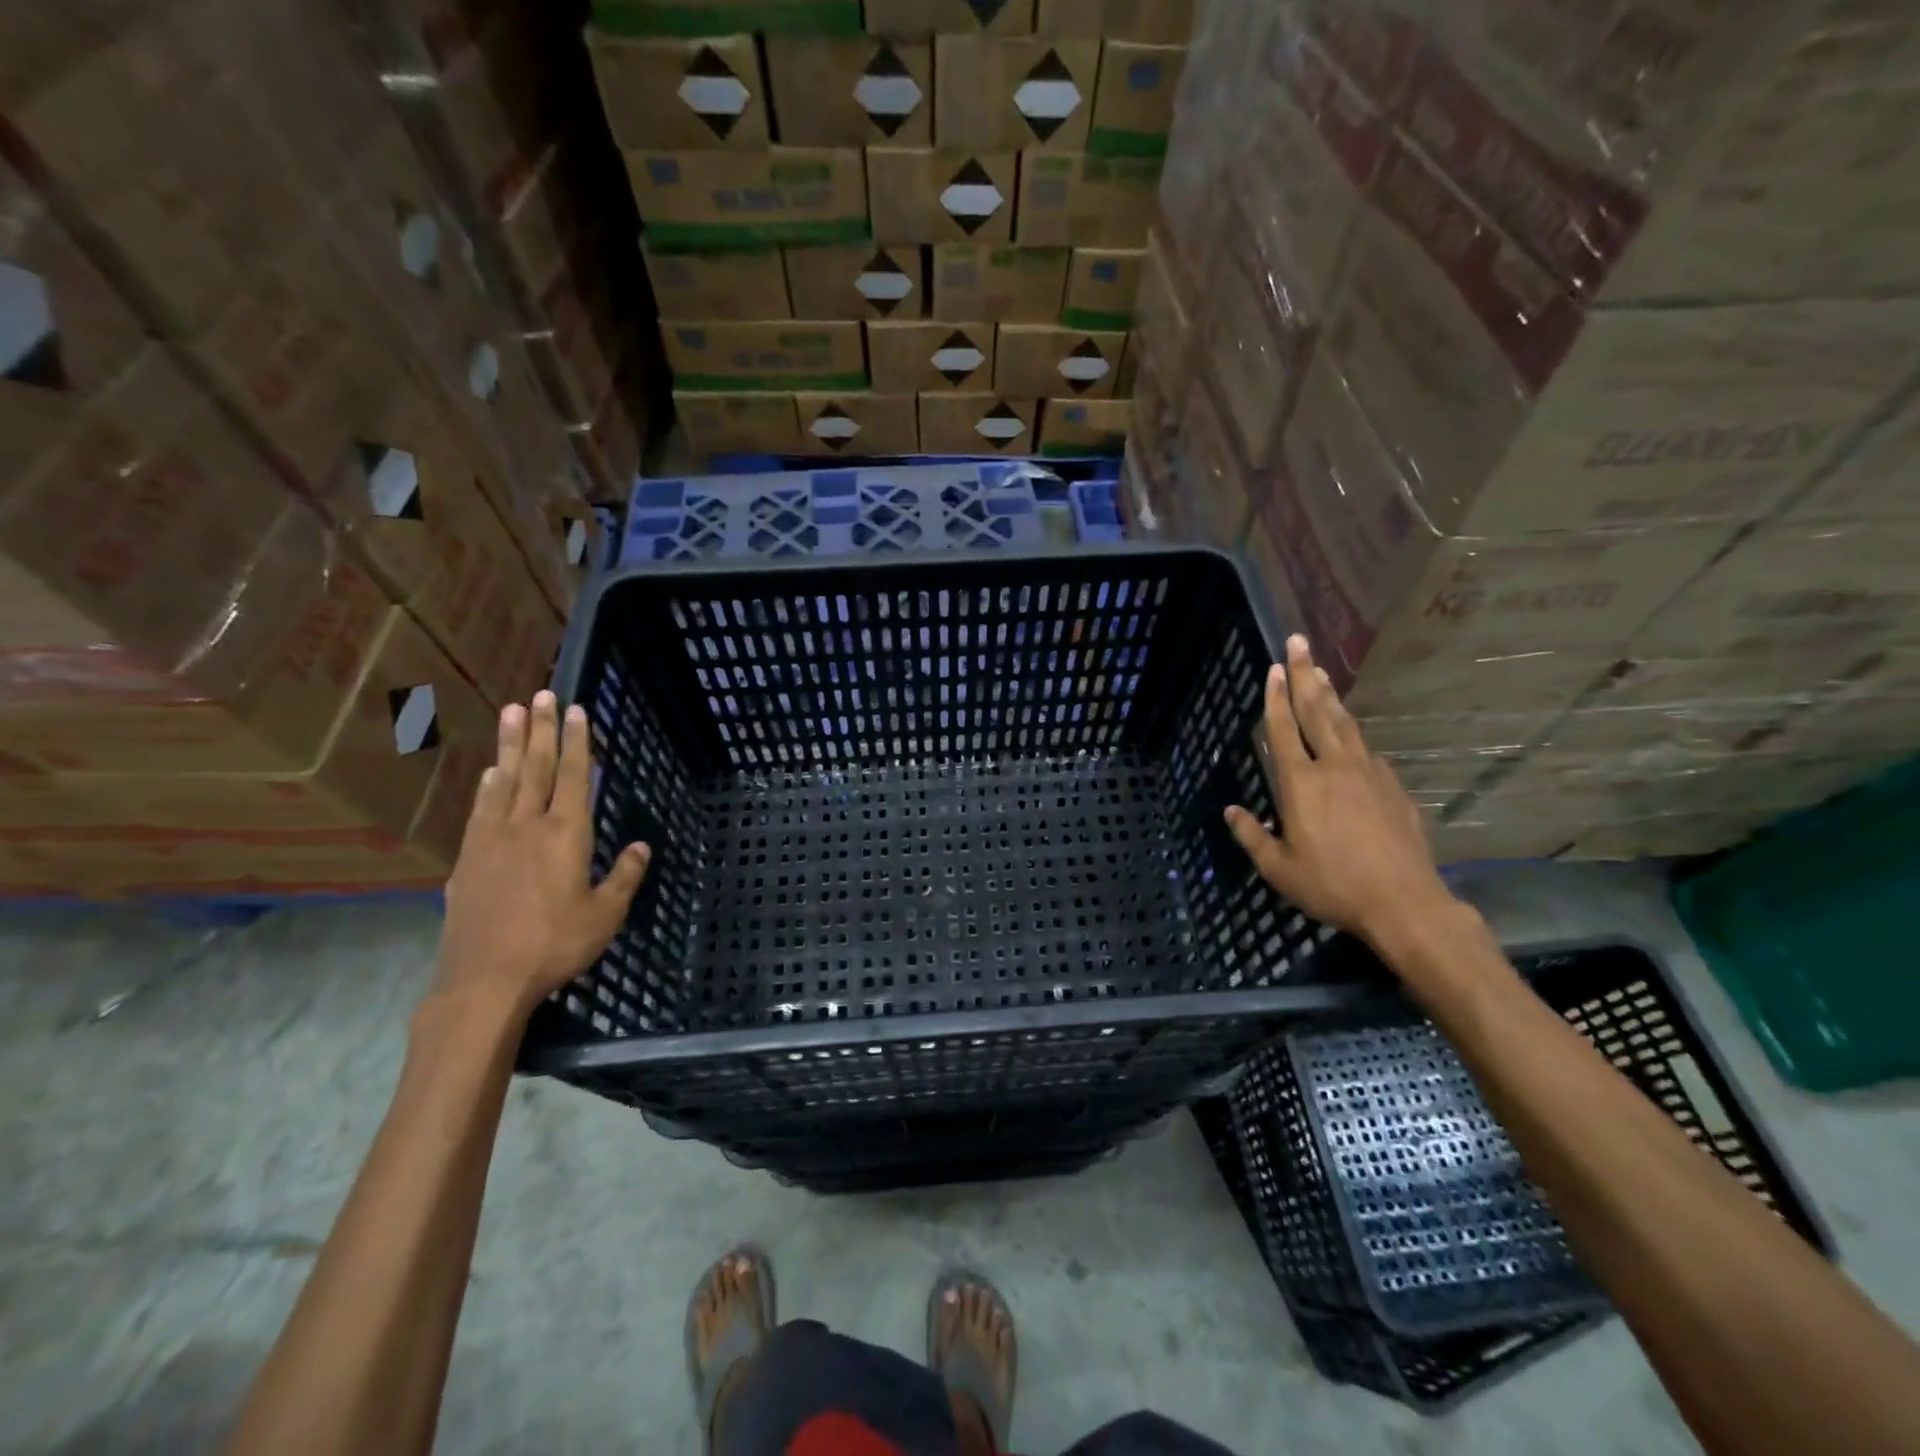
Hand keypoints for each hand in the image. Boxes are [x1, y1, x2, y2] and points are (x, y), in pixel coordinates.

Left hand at [432, 690, 649, 1020]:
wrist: (484, 979)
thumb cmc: (555, 945)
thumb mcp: (604, 915)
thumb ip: (623, 876)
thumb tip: (640, 846)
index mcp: (565, 834)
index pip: (573, 776)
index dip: (577, 742)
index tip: (577, 710)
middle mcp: (526, 826)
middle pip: (536, 767)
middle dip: (542, 729)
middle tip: (541, 694)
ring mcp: (491, 840)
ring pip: (503, 781)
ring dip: (510, 745)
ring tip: (511, 713)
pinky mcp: (466, 859)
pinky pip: (480, 810)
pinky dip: (487, 786)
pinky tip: (490, 774)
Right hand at [1224, 635, 1458, 951]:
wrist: (1404, 903)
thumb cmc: (1332, 886)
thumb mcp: (1279, 869)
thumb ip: (1252, 835)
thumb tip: (1231, 810)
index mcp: (1301, 784)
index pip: (1283, 730)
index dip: (1276, 698)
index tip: (1274, 668)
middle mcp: (1335, 768)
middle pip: (1317, 712)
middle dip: (1306, 675)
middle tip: (1300, 642)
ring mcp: (1370, 774)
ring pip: (1346, 725)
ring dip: (1330, 696)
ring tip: (1322, 673)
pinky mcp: (1394, 788)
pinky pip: (1368, 752)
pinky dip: (1353, 736)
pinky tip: (1351, 738)